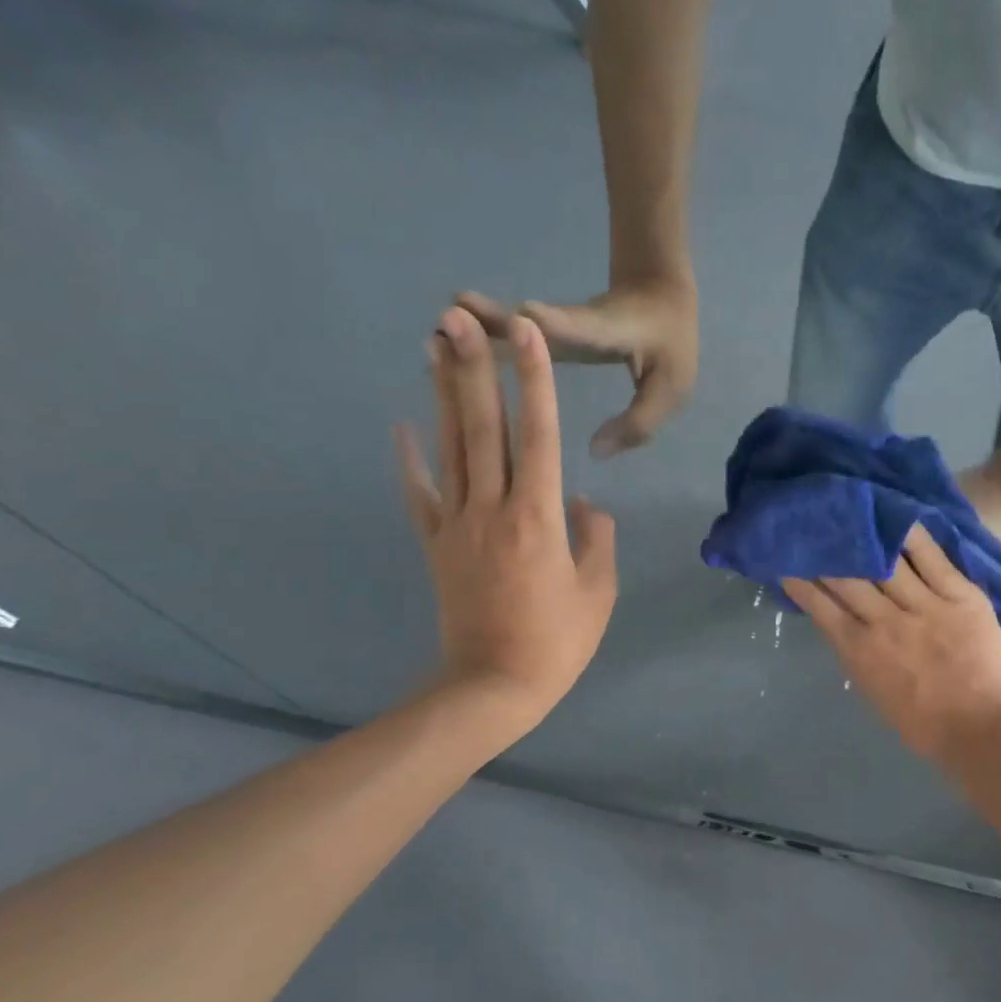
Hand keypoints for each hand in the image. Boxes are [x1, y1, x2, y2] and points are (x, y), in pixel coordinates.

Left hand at [395, 306, 617, 730]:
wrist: (493, 686)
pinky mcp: (437, 545)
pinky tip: (401, 425)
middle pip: (484, 428)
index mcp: (540, 518)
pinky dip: (410, 460)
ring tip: (435, 345)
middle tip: (459, 316)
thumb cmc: (557, 642)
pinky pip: (420, 495)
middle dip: (474, 369)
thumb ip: (596, 539)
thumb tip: (585, 503)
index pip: (540, 436)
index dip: (535, 382)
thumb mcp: (599, 592)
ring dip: (443, 395)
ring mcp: (458, 525)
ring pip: (451, 449)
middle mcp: (494, 508)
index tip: (527, 335)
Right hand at [458, 278, 697, 458]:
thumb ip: (639, 422)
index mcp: (607, 333)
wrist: (659, 293)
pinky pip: (512, 341)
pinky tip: (448, 357)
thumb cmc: (669, 342)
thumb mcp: (671, 388)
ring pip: (512, 330)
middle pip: (530, 326)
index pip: (580, 328)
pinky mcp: (549, 335)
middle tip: (450, 319)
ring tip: (434, 336)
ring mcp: (558, 327)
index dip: (555, 324)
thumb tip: (595, 451)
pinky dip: (482, 345)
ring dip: (475, 333)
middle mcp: (573, 327)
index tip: (524, 316)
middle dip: (494, 325)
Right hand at [784, 526, 1000, 761]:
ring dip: (862, 537)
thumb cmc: (926, 724)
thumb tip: (845, 624)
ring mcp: (924, 605)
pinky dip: (911, 536)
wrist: (984, 730)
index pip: (821, 605)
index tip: (787, 560)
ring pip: (885, 562)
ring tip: (848, 513)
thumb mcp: (874, 692)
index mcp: (860, 650)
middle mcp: (885, 621)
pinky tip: (897, 515)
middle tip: (812, 526)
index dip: (801, 581)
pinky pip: (932, 558)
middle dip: (826, 551)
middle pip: (848, 577)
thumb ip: (858, 655)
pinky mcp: (960, 596)